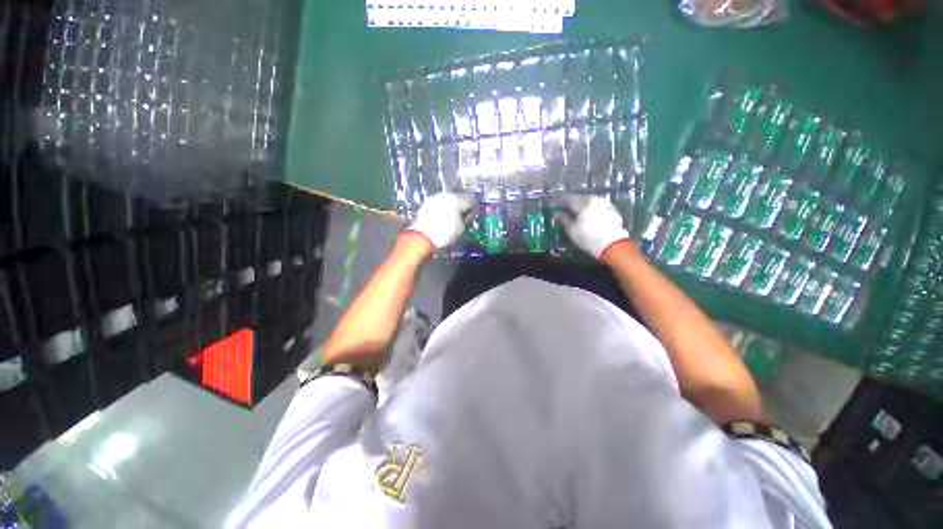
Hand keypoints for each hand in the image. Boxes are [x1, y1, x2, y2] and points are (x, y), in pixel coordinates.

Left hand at [406, 193, 476, 248]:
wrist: (423, 236)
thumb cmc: (445, 233)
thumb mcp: (461, 228)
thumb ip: (467, 219)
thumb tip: (468, 215)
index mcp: (457, 200)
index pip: (471, 200)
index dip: (475, 208)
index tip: (475, 215)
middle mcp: (446, 195)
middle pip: (460, 198)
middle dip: (463, 206)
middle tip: (465, 216)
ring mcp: (436, 198)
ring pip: (449, 200)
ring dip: (453, 206)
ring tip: (454, 217)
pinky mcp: (428, 203)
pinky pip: (440, 203)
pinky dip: (444, 208)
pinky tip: (444, 217)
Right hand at [555, 194, 630, 259]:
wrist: (612, 244)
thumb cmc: (588, 237)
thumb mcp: (572, 230)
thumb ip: (564, 219)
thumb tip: (558, 212)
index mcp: (582, 203)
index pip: (569, 198)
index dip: (561, 200)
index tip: (556, 202)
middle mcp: (594, 199)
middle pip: (581, 198)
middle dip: (573, 201)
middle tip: (566, 207)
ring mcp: (604, 203)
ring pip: (590, 200)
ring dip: (583, 204)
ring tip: (578, 210)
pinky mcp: (612, 209)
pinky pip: (598, 205)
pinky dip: (592, 208)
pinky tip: (589, 214)